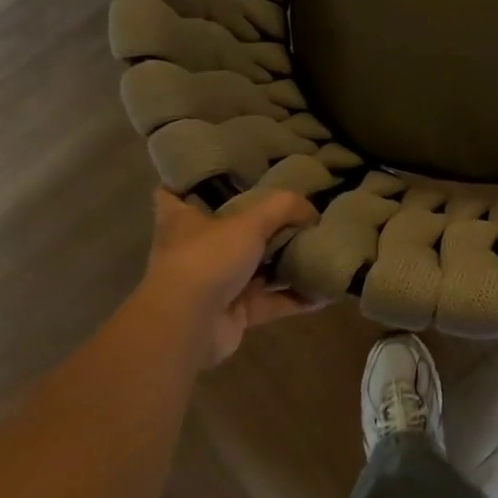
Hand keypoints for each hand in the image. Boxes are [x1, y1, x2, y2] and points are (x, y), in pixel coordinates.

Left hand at [140, 188, 319, 365]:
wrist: (188, 327)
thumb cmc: (207, 258)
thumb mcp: (250, 220)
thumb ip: (284, 207)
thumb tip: (311, 211)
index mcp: (183, 218)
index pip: (174, 191)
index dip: (190, 179)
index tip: (216, 170)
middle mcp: (196, 248)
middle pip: (228, 228)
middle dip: (258, 221)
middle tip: (293, 205)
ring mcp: (214, 282)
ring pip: (254, 266)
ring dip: (283, 261)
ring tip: (318, 245)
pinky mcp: (234, 311)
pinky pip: (271, 300)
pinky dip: (295, 297)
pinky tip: (324, 290)